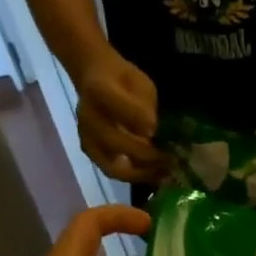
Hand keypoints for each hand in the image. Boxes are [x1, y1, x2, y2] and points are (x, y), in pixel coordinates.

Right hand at [77, 52, 164, 184]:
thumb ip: (145, 106)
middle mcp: (88, 116)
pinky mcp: (91, 152)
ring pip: (112, 165)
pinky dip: (134, 176)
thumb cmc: (124, 82)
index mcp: (99, 89)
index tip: (156, 129)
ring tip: (164, 172)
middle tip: (169, 159)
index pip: (116, 106)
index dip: (137, 119)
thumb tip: (155, 132)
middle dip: (144, 154)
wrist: (95, 78)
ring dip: (141, 172)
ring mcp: (87, 137)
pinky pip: (112, 171)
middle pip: (113, 141)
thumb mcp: (140, 83)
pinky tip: (154, 174)